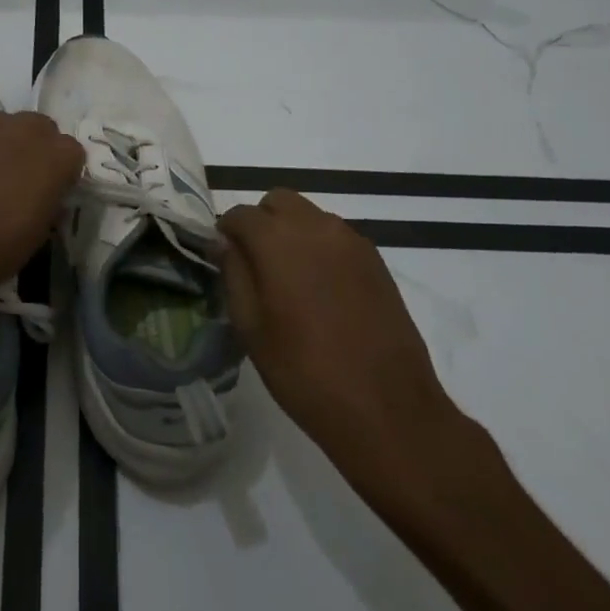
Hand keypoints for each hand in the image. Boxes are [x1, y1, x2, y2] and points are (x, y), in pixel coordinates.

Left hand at [0, 111, 84, 303]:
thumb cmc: (0, 246)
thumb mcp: (42, 231)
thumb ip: (51, 201)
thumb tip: (47, 194)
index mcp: (59, 156)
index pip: (71, 152)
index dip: (61, 171)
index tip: (50, 189)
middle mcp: (29, 130)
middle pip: (40, 128)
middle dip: (35, 147)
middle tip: (20, 175)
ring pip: (6, 124)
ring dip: (4, 141)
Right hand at [220, 189, 457, 454]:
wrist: (386, 408)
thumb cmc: (304, 371)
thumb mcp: (251, 327)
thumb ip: (233, 273)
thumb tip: (223, 242)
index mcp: (278, 239)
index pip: (240, 214)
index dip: (226, 234)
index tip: (224, 260)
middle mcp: (316, 226)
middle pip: (278, 202)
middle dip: (261, 223)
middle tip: (256, 266)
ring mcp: (351, 241)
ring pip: (309, 216)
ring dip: (292, 233)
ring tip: (290, 281)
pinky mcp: (376, 260)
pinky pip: (336, 237)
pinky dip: (320, 248)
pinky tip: (321, 291)